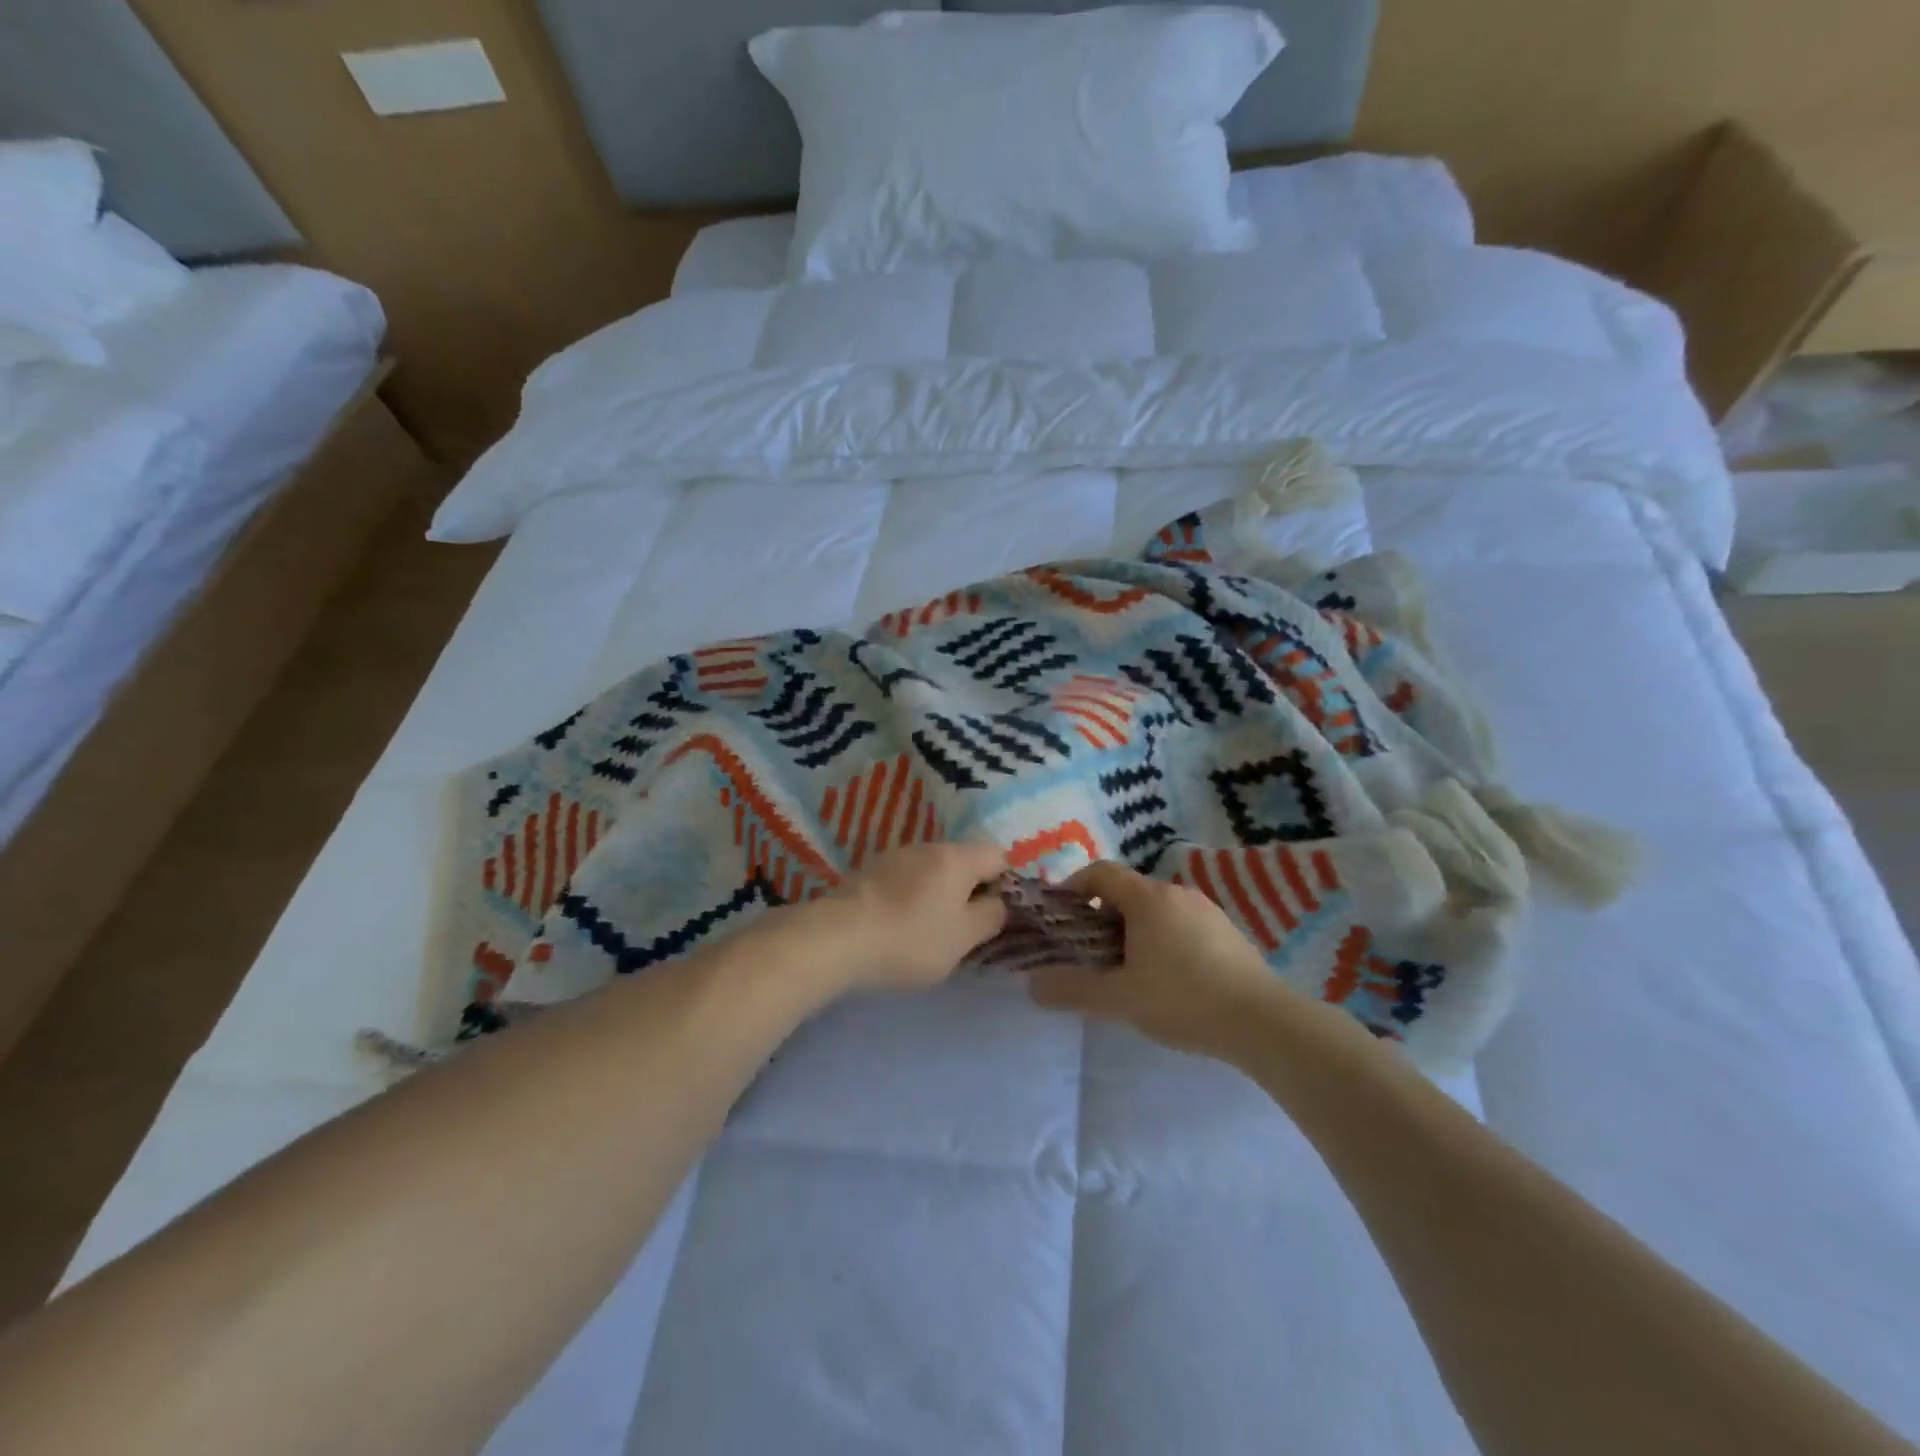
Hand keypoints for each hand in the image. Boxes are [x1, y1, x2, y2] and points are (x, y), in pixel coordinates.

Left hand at [795, 842, 1008, 993]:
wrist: (838, 939)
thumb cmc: (912, 938)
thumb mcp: (964, 938)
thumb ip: (991, 916)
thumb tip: (999, 902)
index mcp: (957, 857)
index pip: (998, 856)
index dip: (1005, 883)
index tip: (997, 914)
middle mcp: (928, 846)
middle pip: (964, 861)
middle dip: (971, 890)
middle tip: (967, 928)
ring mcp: (896, 856)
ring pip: (933, 871)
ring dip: (940, 894)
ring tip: (931, 930)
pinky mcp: (870, 871)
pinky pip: (906, 880)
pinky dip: (913, 897)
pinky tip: (901, 925)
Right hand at [1027, 860, 1296, 1057]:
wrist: (1263, 1022)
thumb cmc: (1182, 999)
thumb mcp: (1120, 998)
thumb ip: (1073, 989)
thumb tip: (1031, 986)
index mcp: (1147, 897)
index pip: (1100, 872)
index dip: (1074, 887)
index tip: (1062, 917)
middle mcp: (1177, 893)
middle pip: (1127, 892)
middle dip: (1102, 917)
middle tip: (1091, 954)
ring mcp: (1207, 910)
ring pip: (1156, 910)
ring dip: (1133, 931)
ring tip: (1128, 971)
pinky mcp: (1228, 932)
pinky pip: (1181, 924)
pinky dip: (1162, 940)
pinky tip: (1169, 980)